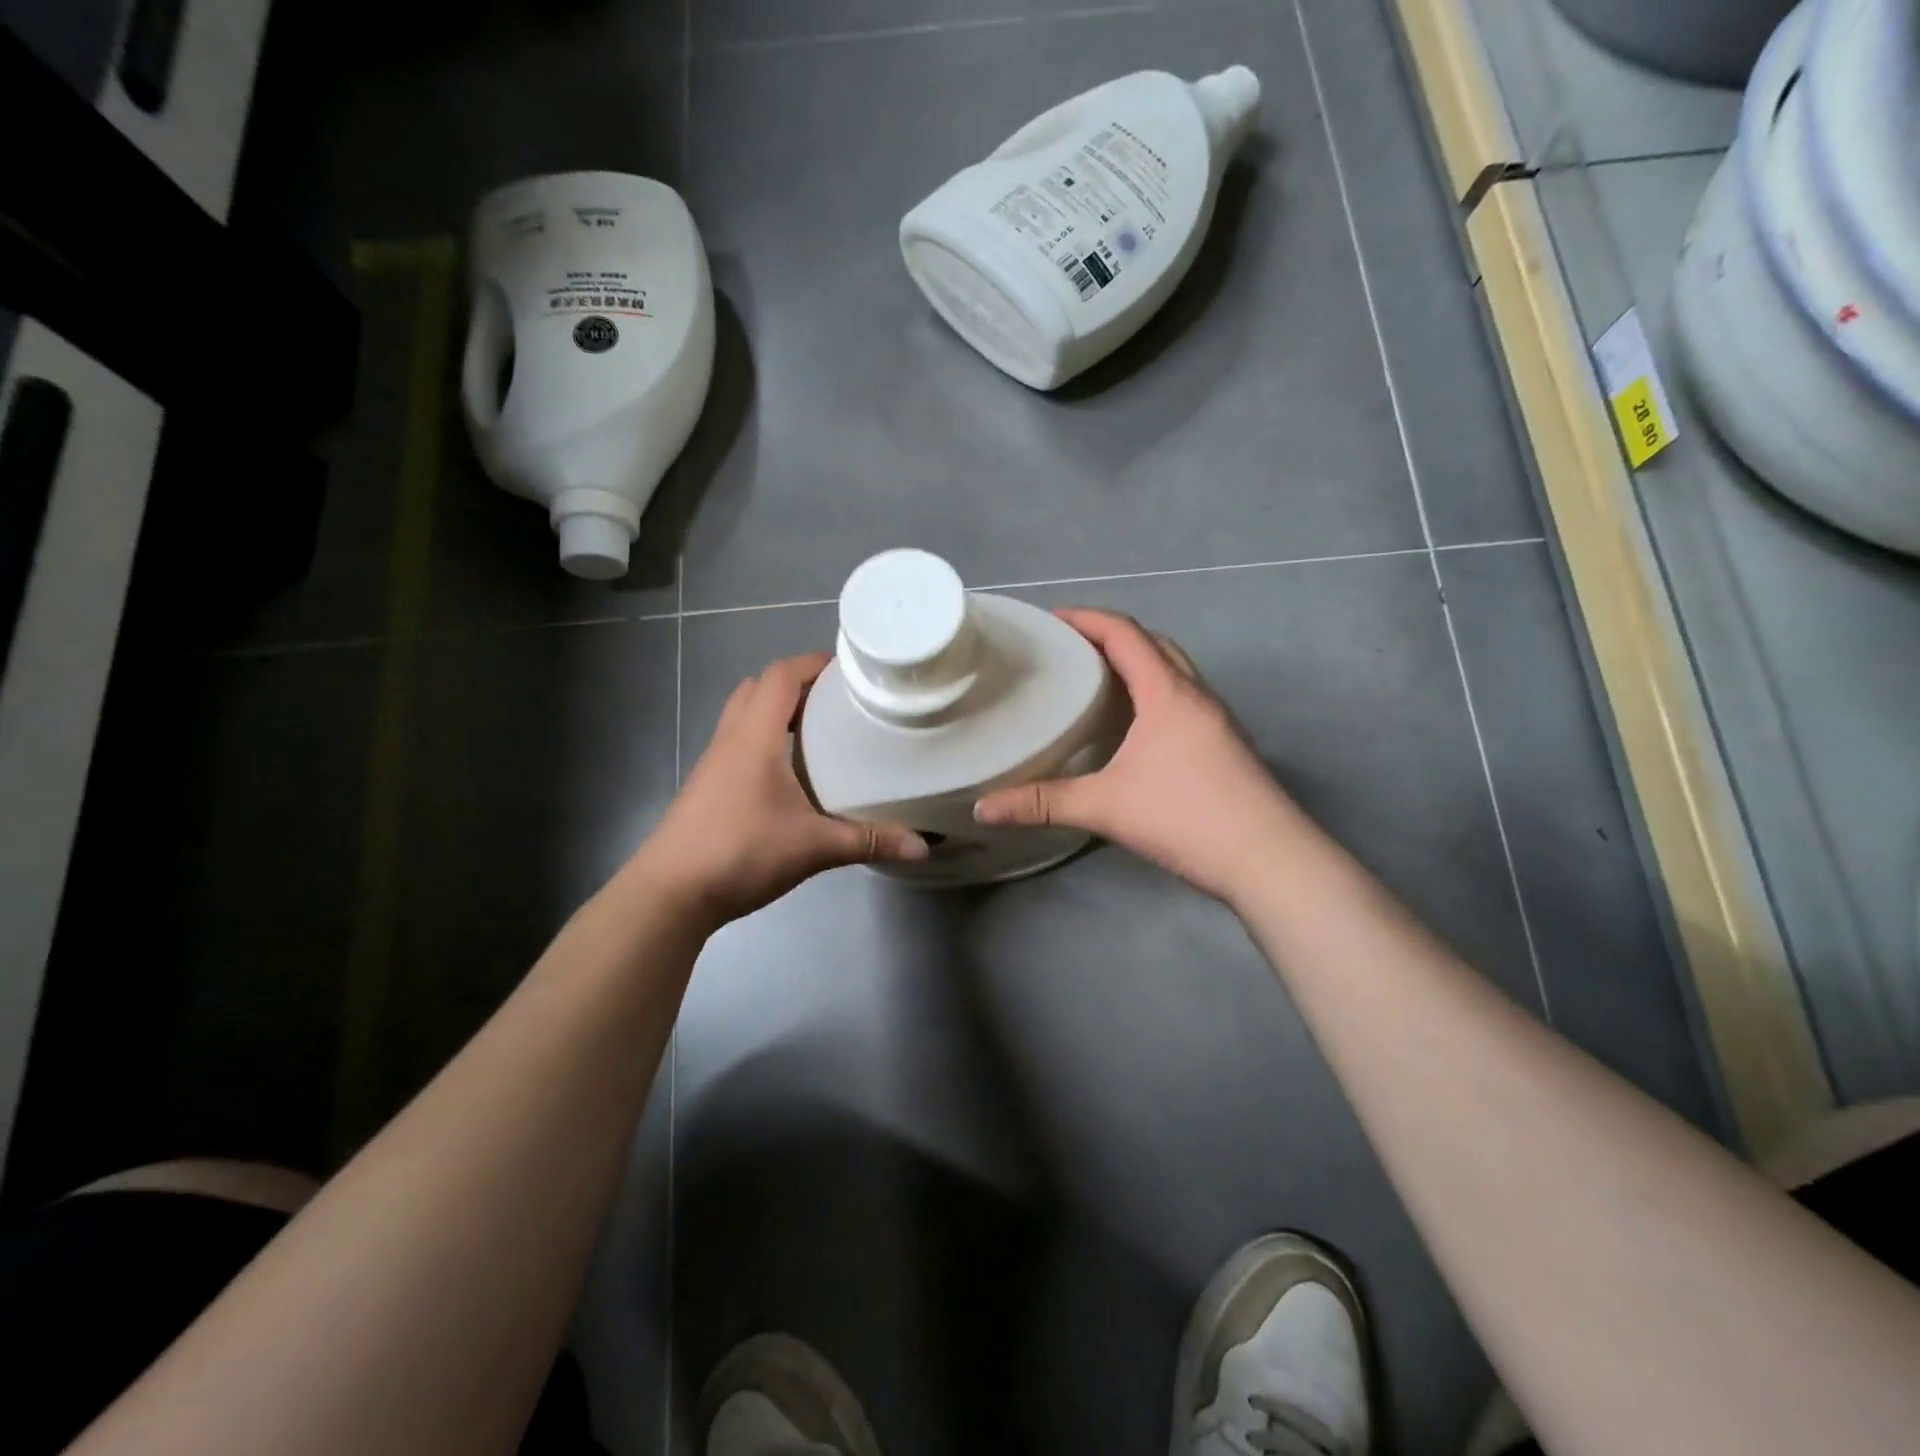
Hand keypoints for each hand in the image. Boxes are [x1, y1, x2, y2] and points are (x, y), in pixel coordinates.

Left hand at [637, 653, 927, 926]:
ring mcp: (715, 762)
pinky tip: (791, 771)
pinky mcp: (709, 786)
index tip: (850, 671)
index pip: (781, 675)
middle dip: (798, 684)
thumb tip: (923, 846)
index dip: (813, 663)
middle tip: (838, 700)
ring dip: (778, 711)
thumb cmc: (741, 852)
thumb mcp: (813, 847)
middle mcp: (731, 739)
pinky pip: (739, 742)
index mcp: (754, 736)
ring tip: (820, 730)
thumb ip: (868, 841)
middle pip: (760, 687)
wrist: (671, 892)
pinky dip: (766, 739)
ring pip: (745, 714)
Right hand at [973, 609, 1297, 901]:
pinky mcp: (1226, 744)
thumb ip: (1042, 804)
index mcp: (1168, 693)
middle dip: (1111, 635)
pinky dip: (1155, 692)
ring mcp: (1217, 719)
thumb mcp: (1106, 807)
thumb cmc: (1186, 818)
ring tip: (1097, 681)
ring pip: (1174, 671)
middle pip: (1154, 643)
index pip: (1124, 633)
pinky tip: (1135, 727)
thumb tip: (982, 809)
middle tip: (1070, 649)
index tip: (1050, 619)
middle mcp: (1196, 695)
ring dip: (1138, 662)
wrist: (1270, 859)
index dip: (1086, 618)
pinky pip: (1184, 698)